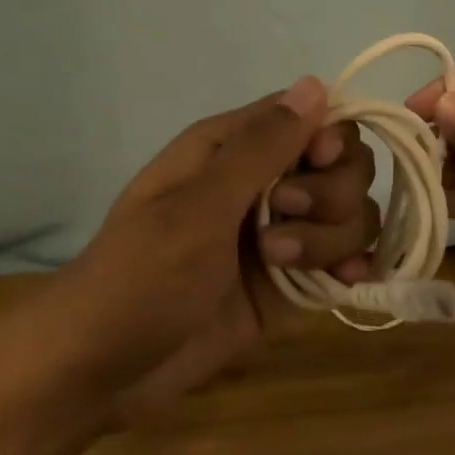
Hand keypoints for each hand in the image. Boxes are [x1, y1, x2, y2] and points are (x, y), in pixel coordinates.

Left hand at [12, 77, 379, 422]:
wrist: (102, 371)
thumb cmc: (140, 275)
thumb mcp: (198, 207)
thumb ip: (261, 149)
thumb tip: (315, 83)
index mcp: (232, 148)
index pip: (312, 118)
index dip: (329, 139)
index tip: (317, 166)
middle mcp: (263, 183)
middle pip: (342, 164)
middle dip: (329, 195)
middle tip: (280, 222)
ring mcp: (280, 233)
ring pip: (348, 212)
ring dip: (331, 237)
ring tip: (282, 266)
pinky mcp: (290, 281)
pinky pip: (343, 258)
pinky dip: (352, 266)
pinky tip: (346, 283)